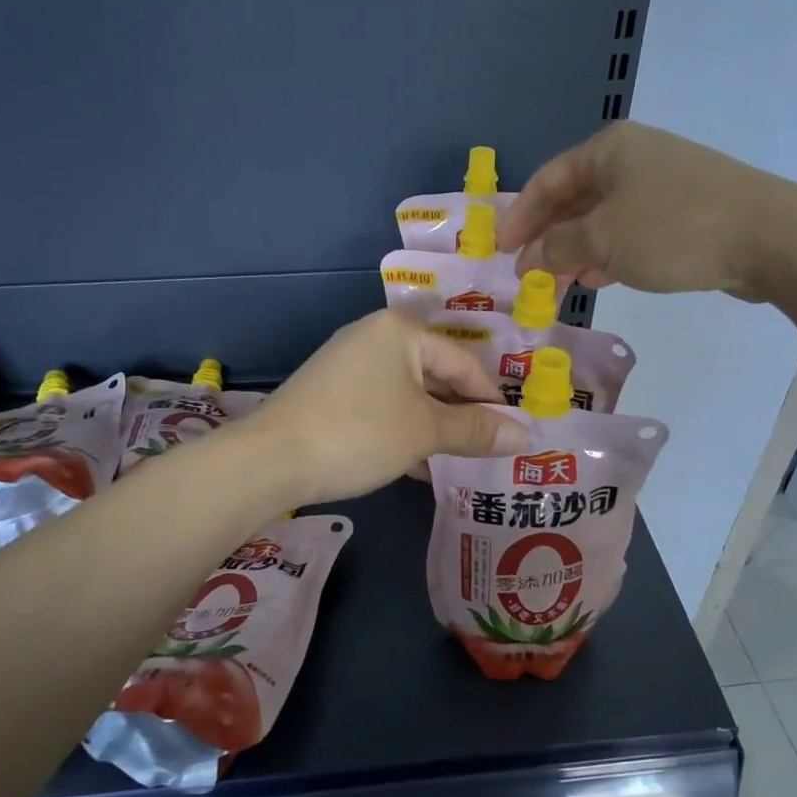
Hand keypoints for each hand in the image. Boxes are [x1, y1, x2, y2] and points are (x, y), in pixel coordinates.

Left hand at [249, 311, 529, 505]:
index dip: (491, 400)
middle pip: (435, 375)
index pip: (464, 362)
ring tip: (461, 461)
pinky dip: (404, 431)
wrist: (270, 460)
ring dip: (434, 428)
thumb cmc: (359, 433)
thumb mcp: (425, 431)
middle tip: (490, 449)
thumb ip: (475, 430)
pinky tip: (419, 465)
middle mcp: (374, 337)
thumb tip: (526, 435)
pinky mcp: (331, 394)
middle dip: (462, 415)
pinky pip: (382, 407)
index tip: (512, 434)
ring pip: (409, 395)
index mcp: (400, 331)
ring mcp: (348, 366)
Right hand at [497, 120, 796, 302]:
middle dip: (548, 238)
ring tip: (559, 284)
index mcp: (608, 150)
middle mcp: (633, 158)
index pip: (547, 180)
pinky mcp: (686, 211)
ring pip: (603, 218)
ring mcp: (663, 183)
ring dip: (577, 250)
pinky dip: (609, 253)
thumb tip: (532, 257)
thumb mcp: (603, 239)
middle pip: (574, 199)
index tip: (501, 251)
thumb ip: (559, 247)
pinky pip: (631, 230)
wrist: (770, 237)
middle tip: (528, 274)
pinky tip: (599, 278)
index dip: (520, 216)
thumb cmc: (673, 229)